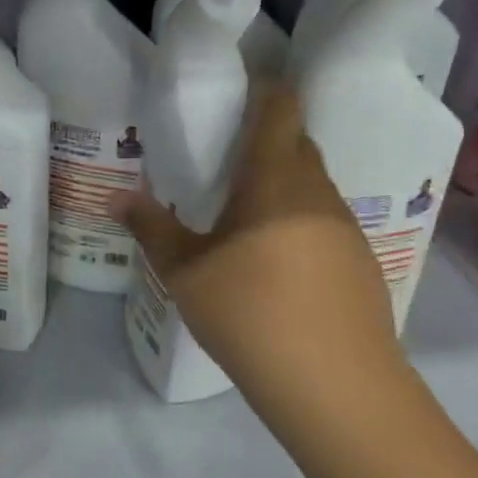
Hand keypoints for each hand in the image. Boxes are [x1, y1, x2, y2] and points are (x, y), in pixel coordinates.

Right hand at [113, 86, 403, 412]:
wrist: (338, 388)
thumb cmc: (252, 314)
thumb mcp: (186, 273)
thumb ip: (151, 228)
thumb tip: (116, 197)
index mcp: (276, 179)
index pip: (281, 109)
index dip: (265, 89)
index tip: (239, 89)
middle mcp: (318, 192)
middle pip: (298, 144)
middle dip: (266, 140)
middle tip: (224, 158)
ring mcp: (346, 228)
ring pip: (313, 185)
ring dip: (282, 184)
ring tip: (244, 213)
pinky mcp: (361, 263)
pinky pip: (325, 220)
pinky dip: (299, 220)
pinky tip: (276, 260)